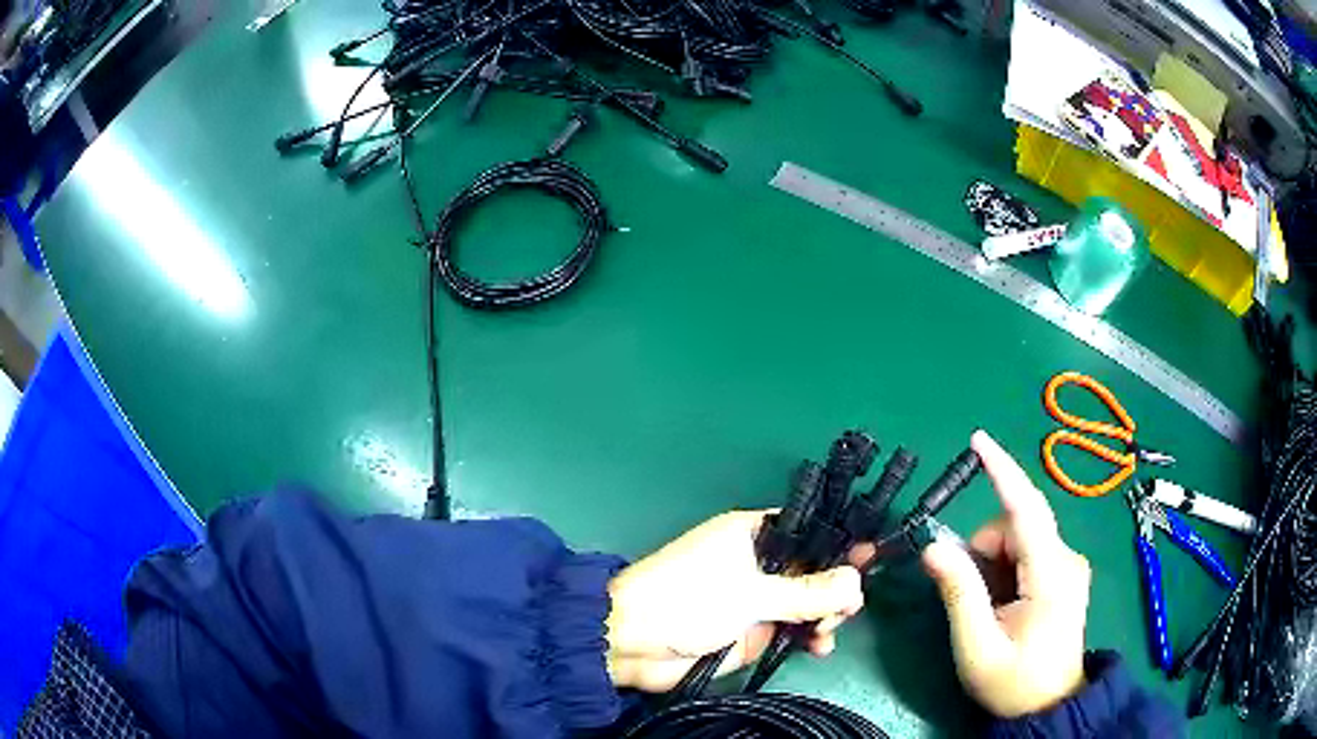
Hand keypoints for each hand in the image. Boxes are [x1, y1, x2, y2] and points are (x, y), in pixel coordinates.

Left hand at [605, 510, 864, 691]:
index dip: (838, 542)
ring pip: (808, 602)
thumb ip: (806, 591)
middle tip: (848, 607)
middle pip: (814, 569)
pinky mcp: (753, 631)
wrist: (633, 644)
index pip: (807, 530)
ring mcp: (757, 600)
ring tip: (828, 631)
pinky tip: (819, 647)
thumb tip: (856, 580)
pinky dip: (810, 637)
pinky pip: (793, 630)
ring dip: (826, 615)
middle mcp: (759, 564)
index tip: (870, 557)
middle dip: (836, 586)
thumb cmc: (687, 600)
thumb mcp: (750, 593)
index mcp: (752, 534)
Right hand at [922, 430, 1091, 717]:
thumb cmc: (1013, 682)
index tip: (977, 440)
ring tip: (989, 607)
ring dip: (994, 562)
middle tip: (970, 595)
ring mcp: (1069, 565)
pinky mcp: (1065, 572)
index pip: (1025, 509)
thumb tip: (933, 546)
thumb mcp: (977, 647)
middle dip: (984, 549)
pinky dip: (1006, 567)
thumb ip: (958, 593)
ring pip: (1021, 537)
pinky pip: (1029, 551)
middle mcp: (1067, 559)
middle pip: (1018, 525)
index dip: (1002, 471)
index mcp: (1051, 575)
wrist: (1049, 705)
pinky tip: (1004, 601)